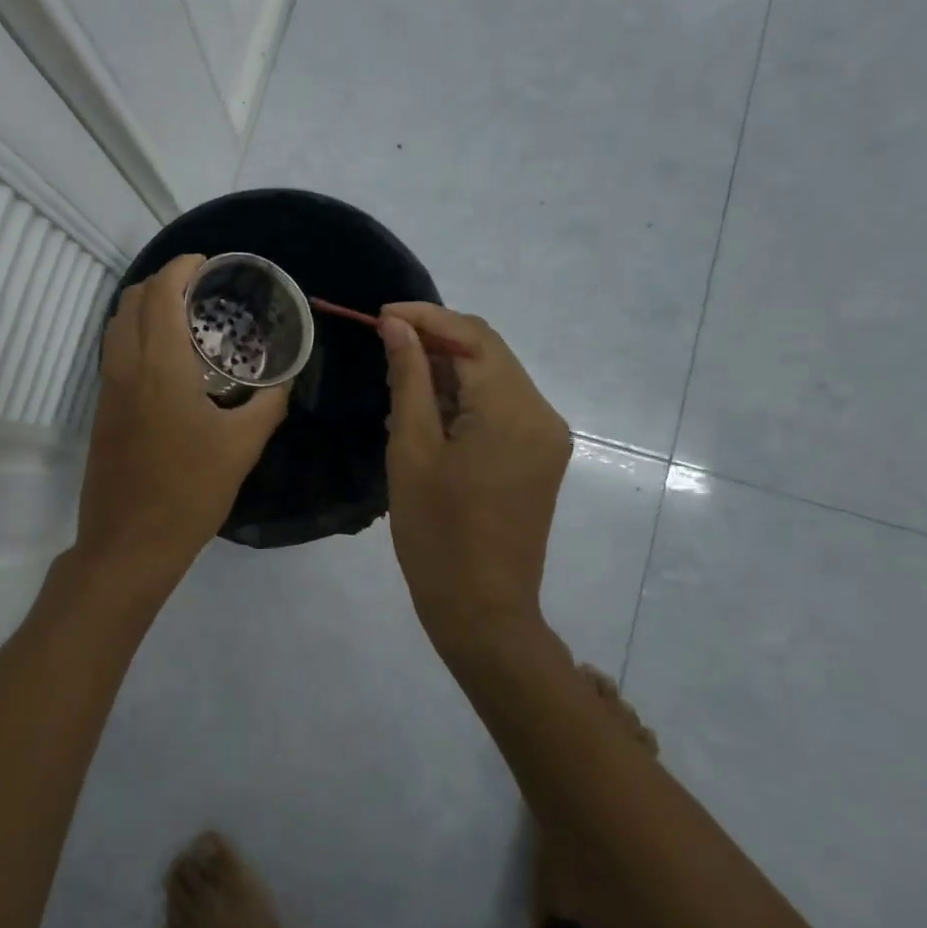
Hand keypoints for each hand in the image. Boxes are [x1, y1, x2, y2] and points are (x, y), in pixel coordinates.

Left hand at [74, 255, 288, 588]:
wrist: (129, 544)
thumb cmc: (190, 492)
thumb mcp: (242, 446)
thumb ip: (268, 404)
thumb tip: (285, 379)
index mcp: (159, 366)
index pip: (159, 293)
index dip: (181, 267)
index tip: (208, 264)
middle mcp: (126, 367)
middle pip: (131, 299)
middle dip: (162, 281)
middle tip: (200, 290)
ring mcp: (107, 388)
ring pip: (117, 325)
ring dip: (145, 307)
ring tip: (186, 318)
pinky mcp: (102, 410)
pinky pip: (115, 351)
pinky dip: (136, 334)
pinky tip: (169, 359)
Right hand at [378, 303, 571, 650]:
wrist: (482, 612)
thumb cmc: (437, 533)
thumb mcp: (411, 448)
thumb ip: (409, 378)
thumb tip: (397, 326)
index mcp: (514, 411)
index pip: (474, 336)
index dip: (427, 317)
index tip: (381, 315)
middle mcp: (541, 414)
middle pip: (488, 352)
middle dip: (435, 340)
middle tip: (383, 345)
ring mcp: (544, 436)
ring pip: (492, 377)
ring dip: (447, 370)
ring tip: (396, 380)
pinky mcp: (537, 455)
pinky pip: (498, 406)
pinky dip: (462, 398)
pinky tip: (424, 409)